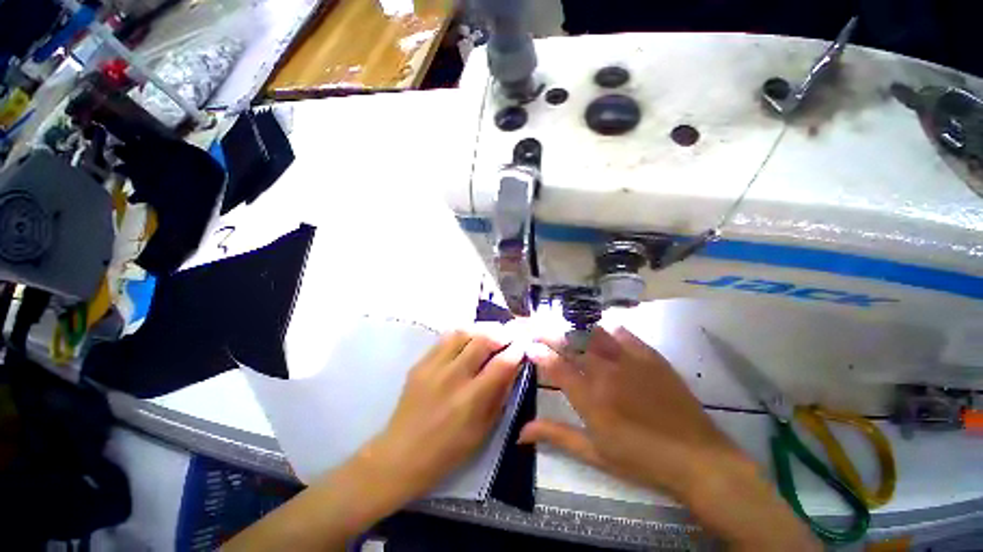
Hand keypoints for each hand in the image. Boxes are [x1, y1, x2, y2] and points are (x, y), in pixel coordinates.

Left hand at [360, 324, 524, 501]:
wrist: (400, 455)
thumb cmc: (447, 451)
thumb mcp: (483, 430)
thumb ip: (499, 395)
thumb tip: (512, 368)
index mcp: (471, 399)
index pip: (501, 364)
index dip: (516, 350)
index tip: (523, 344)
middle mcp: (452, 377)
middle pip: (482, 340)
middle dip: (501, 333)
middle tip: (508, 335)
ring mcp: (433, 367)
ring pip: (463, 333)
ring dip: (481, 329)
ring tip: (490, 333)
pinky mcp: (420, 363)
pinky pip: (445, 338)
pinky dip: (462, 334)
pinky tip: (468, 340)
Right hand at [520, 327, 817, 550]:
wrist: (698, 458)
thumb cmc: (641, 460)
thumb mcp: (595, 452)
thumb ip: (557, 435)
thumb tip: (521, 432)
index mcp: (590, 397)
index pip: (555, 366)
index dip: (538, 353)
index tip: (528, 345)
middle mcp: (605, 372)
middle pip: (571, 343)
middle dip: (549, 332)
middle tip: (537, 327)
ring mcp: (629, 360)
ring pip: (594, 332)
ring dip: (574, 327)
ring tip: (563, 325)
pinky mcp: (650, 356)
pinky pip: (623, 333)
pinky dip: (608, 329)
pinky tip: (602, 330)